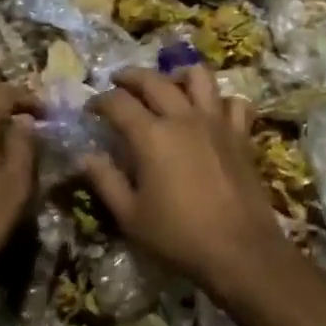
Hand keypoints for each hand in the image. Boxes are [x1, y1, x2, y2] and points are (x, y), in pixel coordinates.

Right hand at [81, 66, 284, 290]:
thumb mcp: (130, 216)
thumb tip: (84, 157)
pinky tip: (212, 112)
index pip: (118, 103)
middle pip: (154, 80)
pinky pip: (234, 103)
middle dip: (131, 76)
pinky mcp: (241, 135)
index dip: (100, 101)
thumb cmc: (178, 236)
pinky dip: (221, 101)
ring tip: (169, 84)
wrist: (240, 251)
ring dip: (178, 75)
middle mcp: (183, 118)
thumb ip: (106, 181)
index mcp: (151, 136)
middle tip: (118, 82)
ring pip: (199, 77)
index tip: (91, 108)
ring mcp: (216, 122)